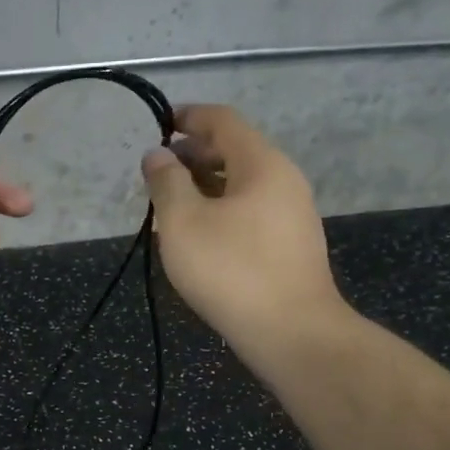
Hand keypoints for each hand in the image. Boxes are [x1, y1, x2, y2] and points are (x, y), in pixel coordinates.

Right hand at [142, 105, 351, 362]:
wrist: (291, 332)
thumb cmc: (231, 270)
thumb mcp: (183, 223)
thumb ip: (166, 182)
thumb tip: (157, 155)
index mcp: (261, 164)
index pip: (223, 121)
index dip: (189, 117)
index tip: (160, 124)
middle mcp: (284, 180)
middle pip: (235, 151)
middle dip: (194, 155)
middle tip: (158, 172)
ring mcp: (293, 215)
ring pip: (242, 185)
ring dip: (205, 185)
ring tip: (172, 205)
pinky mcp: (291, 246)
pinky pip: (251, 211)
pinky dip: (222, 209)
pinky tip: (200, 236)